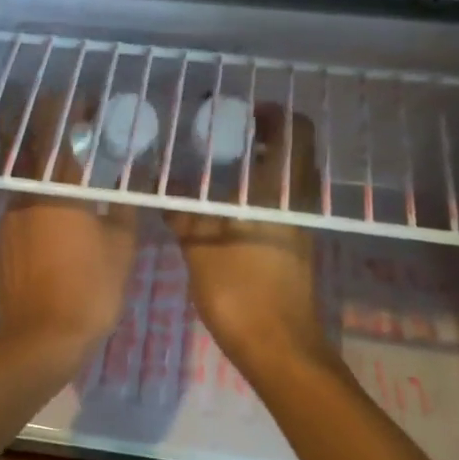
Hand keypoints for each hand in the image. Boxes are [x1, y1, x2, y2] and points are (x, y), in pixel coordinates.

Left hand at [0, 112, 138, 382]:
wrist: (38, 342)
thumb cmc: (89, 290)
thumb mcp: (122, 247)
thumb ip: (124, 208)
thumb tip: (128, 185)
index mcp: (58, 190)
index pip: (60, 135)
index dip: (70, 112)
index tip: (84, 102)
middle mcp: (26, 197)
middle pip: (39, 155)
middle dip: (57, 140)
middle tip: (81, 138)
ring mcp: (7, 222)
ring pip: (29, 186)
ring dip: (48, 176)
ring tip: (74, 183)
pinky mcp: (0, 246)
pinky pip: (21, 212)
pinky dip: (38, 206)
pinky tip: (56, 224)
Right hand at [166, 105, 329, 370]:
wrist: (277, 348)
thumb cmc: (241, 291)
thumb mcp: (200, 247)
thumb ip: (183, 213)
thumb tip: (161, 188)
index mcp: (281, 193)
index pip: (296, 134)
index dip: (276, 115)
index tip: (244, 110)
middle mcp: (296, 203)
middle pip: (291, 155)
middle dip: (262, 139)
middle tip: (223, 134)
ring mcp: (297, 228)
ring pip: (284, 182)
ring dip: (258, 168)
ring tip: (216, 167)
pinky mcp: (292, 249)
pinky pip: (277, 206)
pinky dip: (256, 195)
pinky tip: (221, 207)